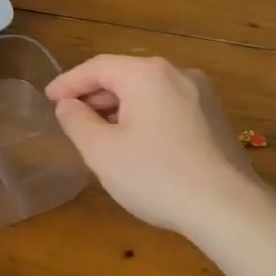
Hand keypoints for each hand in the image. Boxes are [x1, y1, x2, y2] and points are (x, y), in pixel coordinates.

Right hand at [46, 55, 263, 234]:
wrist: (228, 208)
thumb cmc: (156, 175)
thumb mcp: (102, 151)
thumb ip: (77, 122)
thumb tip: (68, 105)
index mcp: (147, 73)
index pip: (97, 67)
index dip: (68, 82)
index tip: (48, 98)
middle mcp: (177, 73)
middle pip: (125, 75)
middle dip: (94, 95)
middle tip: (70, 117)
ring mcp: (201, 95)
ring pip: (148, 92)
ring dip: (119, 108)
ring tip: (98, 132)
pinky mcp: (214, 118)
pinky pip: (168, 106)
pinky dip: (144, 116)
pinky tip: (135, 142)